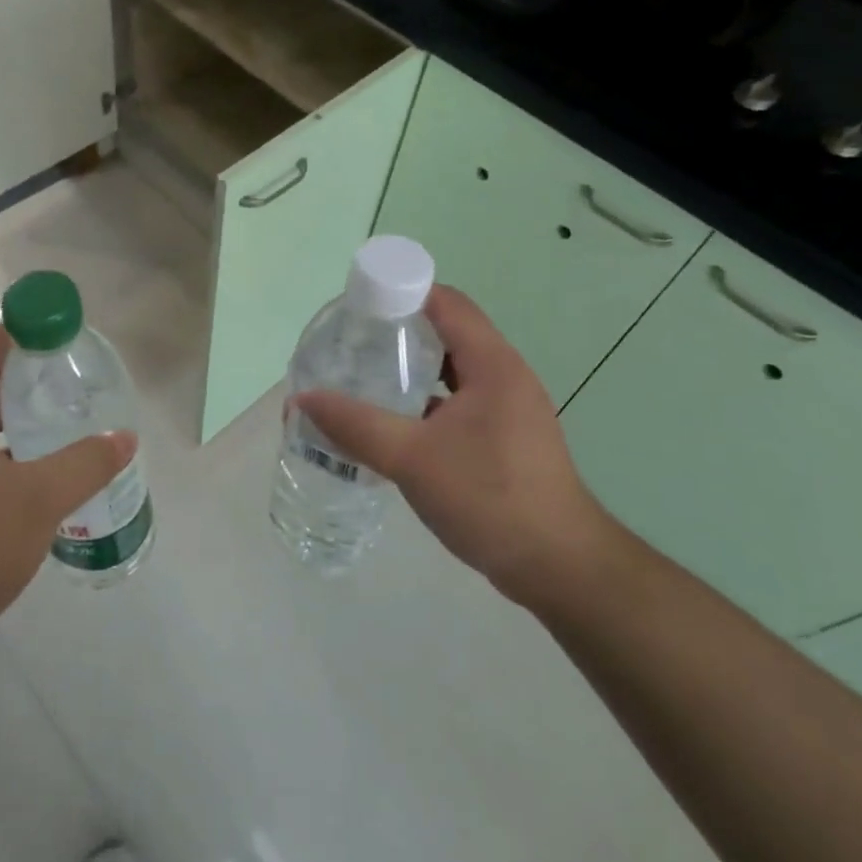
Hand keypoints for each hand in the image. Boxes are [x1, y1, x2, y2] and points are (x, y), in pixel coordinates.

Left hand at [0, 327, 134, 737]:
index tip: (59, 335)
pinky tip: (34, 469)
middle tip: (69, 379)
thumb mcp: (38, 501)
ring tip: (59, 419)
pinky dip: (1, 448)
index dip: (17, 336)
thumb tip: (125, 437)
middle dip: (21, 378)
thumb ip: (85, 463)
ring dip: (12, 417)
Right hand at [295, 285, 615, 608]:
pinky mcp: (503, 439)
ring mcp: (507, 410)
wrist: (558, 567)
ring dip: (408, 372)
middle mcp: (504, 377)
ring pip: (450, 373)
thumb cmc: (489, 498)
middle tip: (348, 344)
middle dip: (396, 333)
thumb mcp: (412, 458)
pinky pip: (456, 404)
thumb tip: (302, 399)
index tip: (355, 306)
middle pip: (446, 333)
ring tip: (360, 379)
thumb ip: (355, 425)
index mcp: (492, 364)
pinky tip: (389, 425)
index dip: (400, 293)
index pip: (446, 303)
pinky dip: (423, 404)